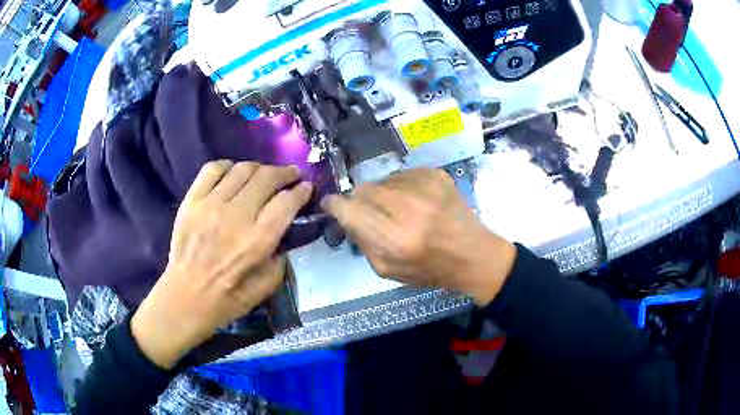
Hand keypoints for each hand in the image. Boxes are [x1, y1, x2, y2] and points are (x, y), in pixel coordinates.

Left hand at [131, 161, 312, 368]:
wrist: (186, 297)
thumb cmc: (228, 298)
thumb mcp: (267, 287)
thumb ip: (281, 257)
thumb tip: (285, 233)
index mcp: (258, 240)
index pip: (286, 202)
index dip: (301, 191)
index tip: (307, 187)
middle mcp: (236, 216)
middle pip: (267, 178)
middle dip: (285, 173)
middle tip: (291, 175)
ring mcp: (211, 205)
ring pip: (242, 169)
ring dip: (260, 167)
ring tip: (264, 174)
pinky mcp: (192, 201)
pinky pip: (212, 170)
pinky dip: (227, 166)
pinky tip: (233, 173)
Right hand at [321, 169, 515, 306]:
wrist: (473, 255)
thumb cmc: (430, 270)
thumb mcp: (387, 270)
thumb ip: (361, 241)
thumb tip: (345, 215)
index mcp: (394, 239)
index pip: (348, 208)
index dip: (335, 206)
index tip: (333, 206)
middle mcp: (408, 208)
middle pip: (362, 189)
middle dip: (360, 201)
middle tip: (373, 214)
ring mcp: (424, 186)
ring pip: (382, 180)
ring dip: (382, 194)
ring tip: (400, 210)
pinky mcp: (436, 174)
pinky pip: (402, 174)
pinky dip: (401, 187)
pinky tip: (416, 202)